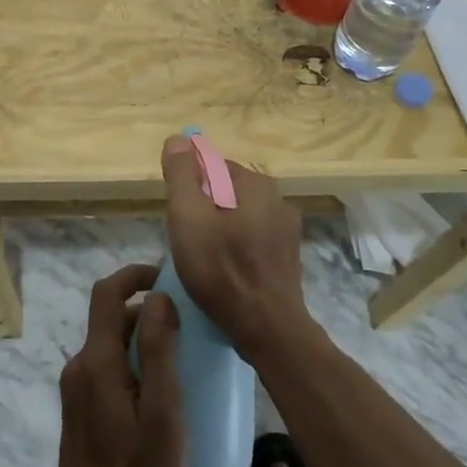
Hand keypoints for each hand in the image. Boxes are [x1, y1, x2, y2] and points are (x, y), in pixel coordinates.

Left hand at [55, 264, 187, 466]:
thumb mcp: (162, 414)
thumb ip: (159, 352)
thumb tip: (158, 296)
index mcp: (97, 361)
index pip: (106, 293)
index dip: (134, 274)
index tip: (167, 276)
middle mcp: (80, 366)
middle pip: (111, 319)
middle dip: (148, 312)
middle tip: (189, 326)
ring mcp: (76, 388)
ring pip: (111, 345)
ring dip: (142, 340)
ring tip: (183, 360)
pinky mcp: (80, 408)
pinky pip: (107, 368)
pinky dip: (133, 363)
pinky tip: (160, 392)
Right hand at [161, 134, 311, 361]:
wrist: (266, 327)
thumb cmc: (220, 269)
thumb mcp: (187, 217)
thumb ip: (182, 175)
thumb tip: (178, 138)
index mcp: (255, 183)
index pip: (212, 166)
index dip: (190, 188)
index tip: (179, 217)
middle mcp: (278, 198)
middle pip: (226, 191)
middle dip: (204, 209)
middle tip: (187, 240)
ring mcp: (287, 229)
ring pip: (240, 216)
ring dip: (220, 229)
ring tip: (204, 259)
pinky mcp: (288, 256)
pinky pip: (253, 239)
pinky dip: (237, 247)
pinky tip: (225, 271)